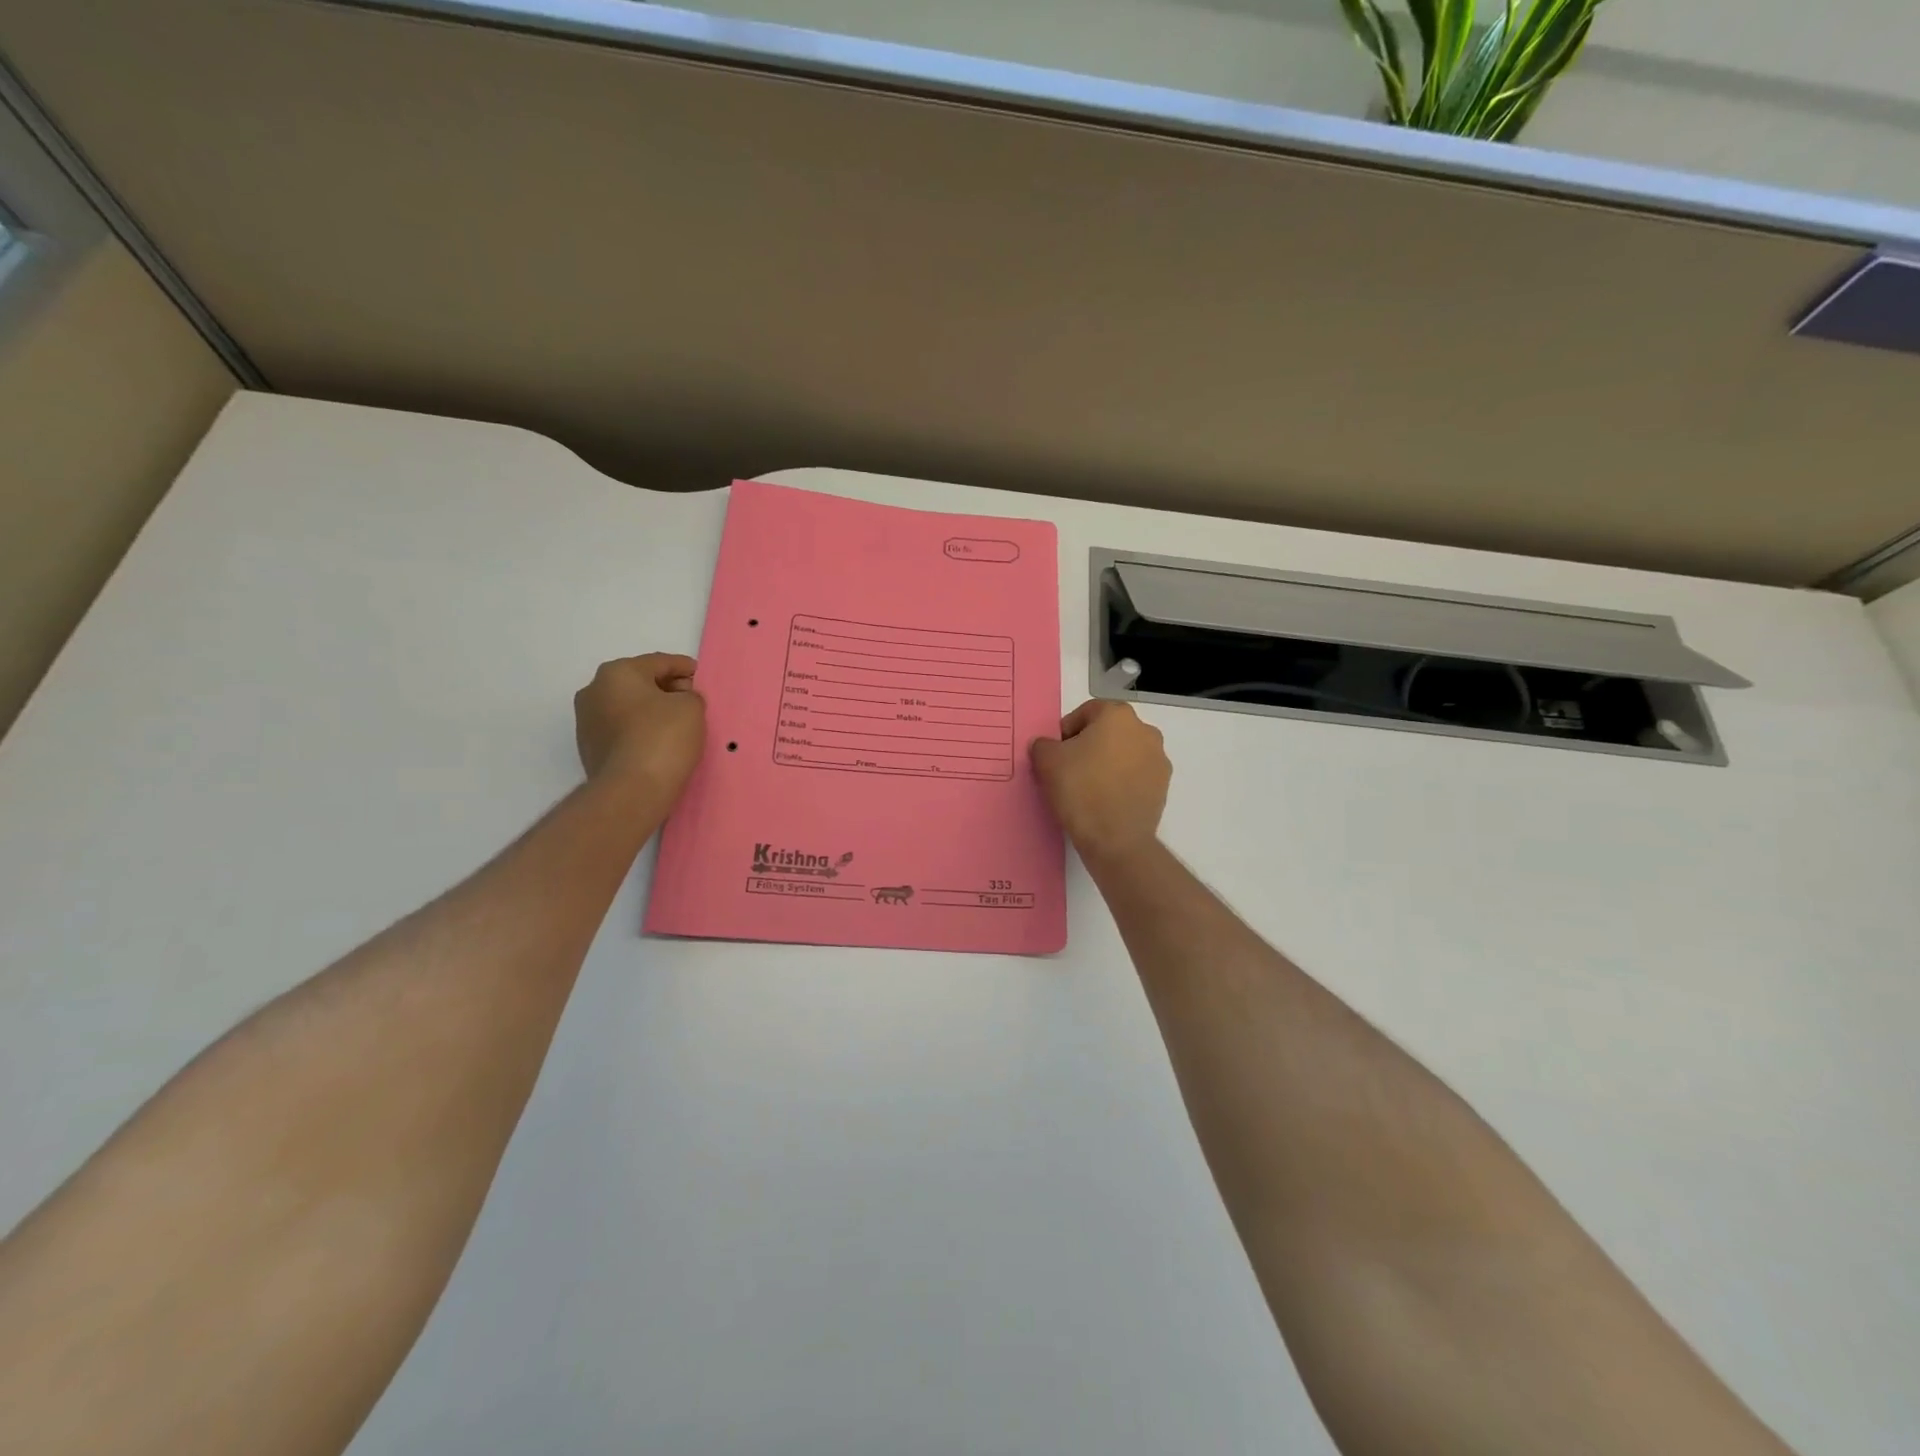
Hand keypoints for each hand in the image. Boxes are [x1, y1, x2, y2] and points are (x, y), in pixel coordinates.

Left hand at [575, 653, 706, 799]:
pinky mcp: (589, 749)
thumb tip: (680, 700)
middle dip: (666, 689)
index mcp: (617, 672)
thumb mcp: (692, 707)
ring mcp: (587, 721)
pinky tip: (660, 744)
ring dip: (652, 712)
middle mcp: (594, 691)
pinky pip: (622, 730)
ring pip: (628, 707)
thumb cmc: (663, 737)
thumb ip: (690, 695)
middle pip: (640, 683)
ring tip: (678, 725)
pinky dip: (641, 731)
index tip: (701, 676)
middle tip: (692, 701)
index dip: (685, 667)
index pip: (659, 662)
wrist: (631, 790)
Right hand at [1030, 700, 1170, 867]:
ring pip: (1125, 753)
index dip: (1067, 730)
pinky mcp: (1163, 786)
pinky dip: (1122, 782)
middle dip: (1090, 745)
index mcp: (1118, 716)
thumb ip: (1043, 744)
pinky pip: (1136, 776)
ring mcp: (1159, 759)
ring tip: (1088, 787)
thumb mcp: (1046, 761)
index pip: (1087, 712)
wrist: (1115, 839)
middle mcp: (1145, 731)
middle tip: (1070, 769)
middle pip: (1109, 731)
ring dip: (1108, 763)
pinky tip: (1105, 800)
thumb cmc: (1080, 789)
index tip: (1057, 753)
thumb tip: (1048, 746)